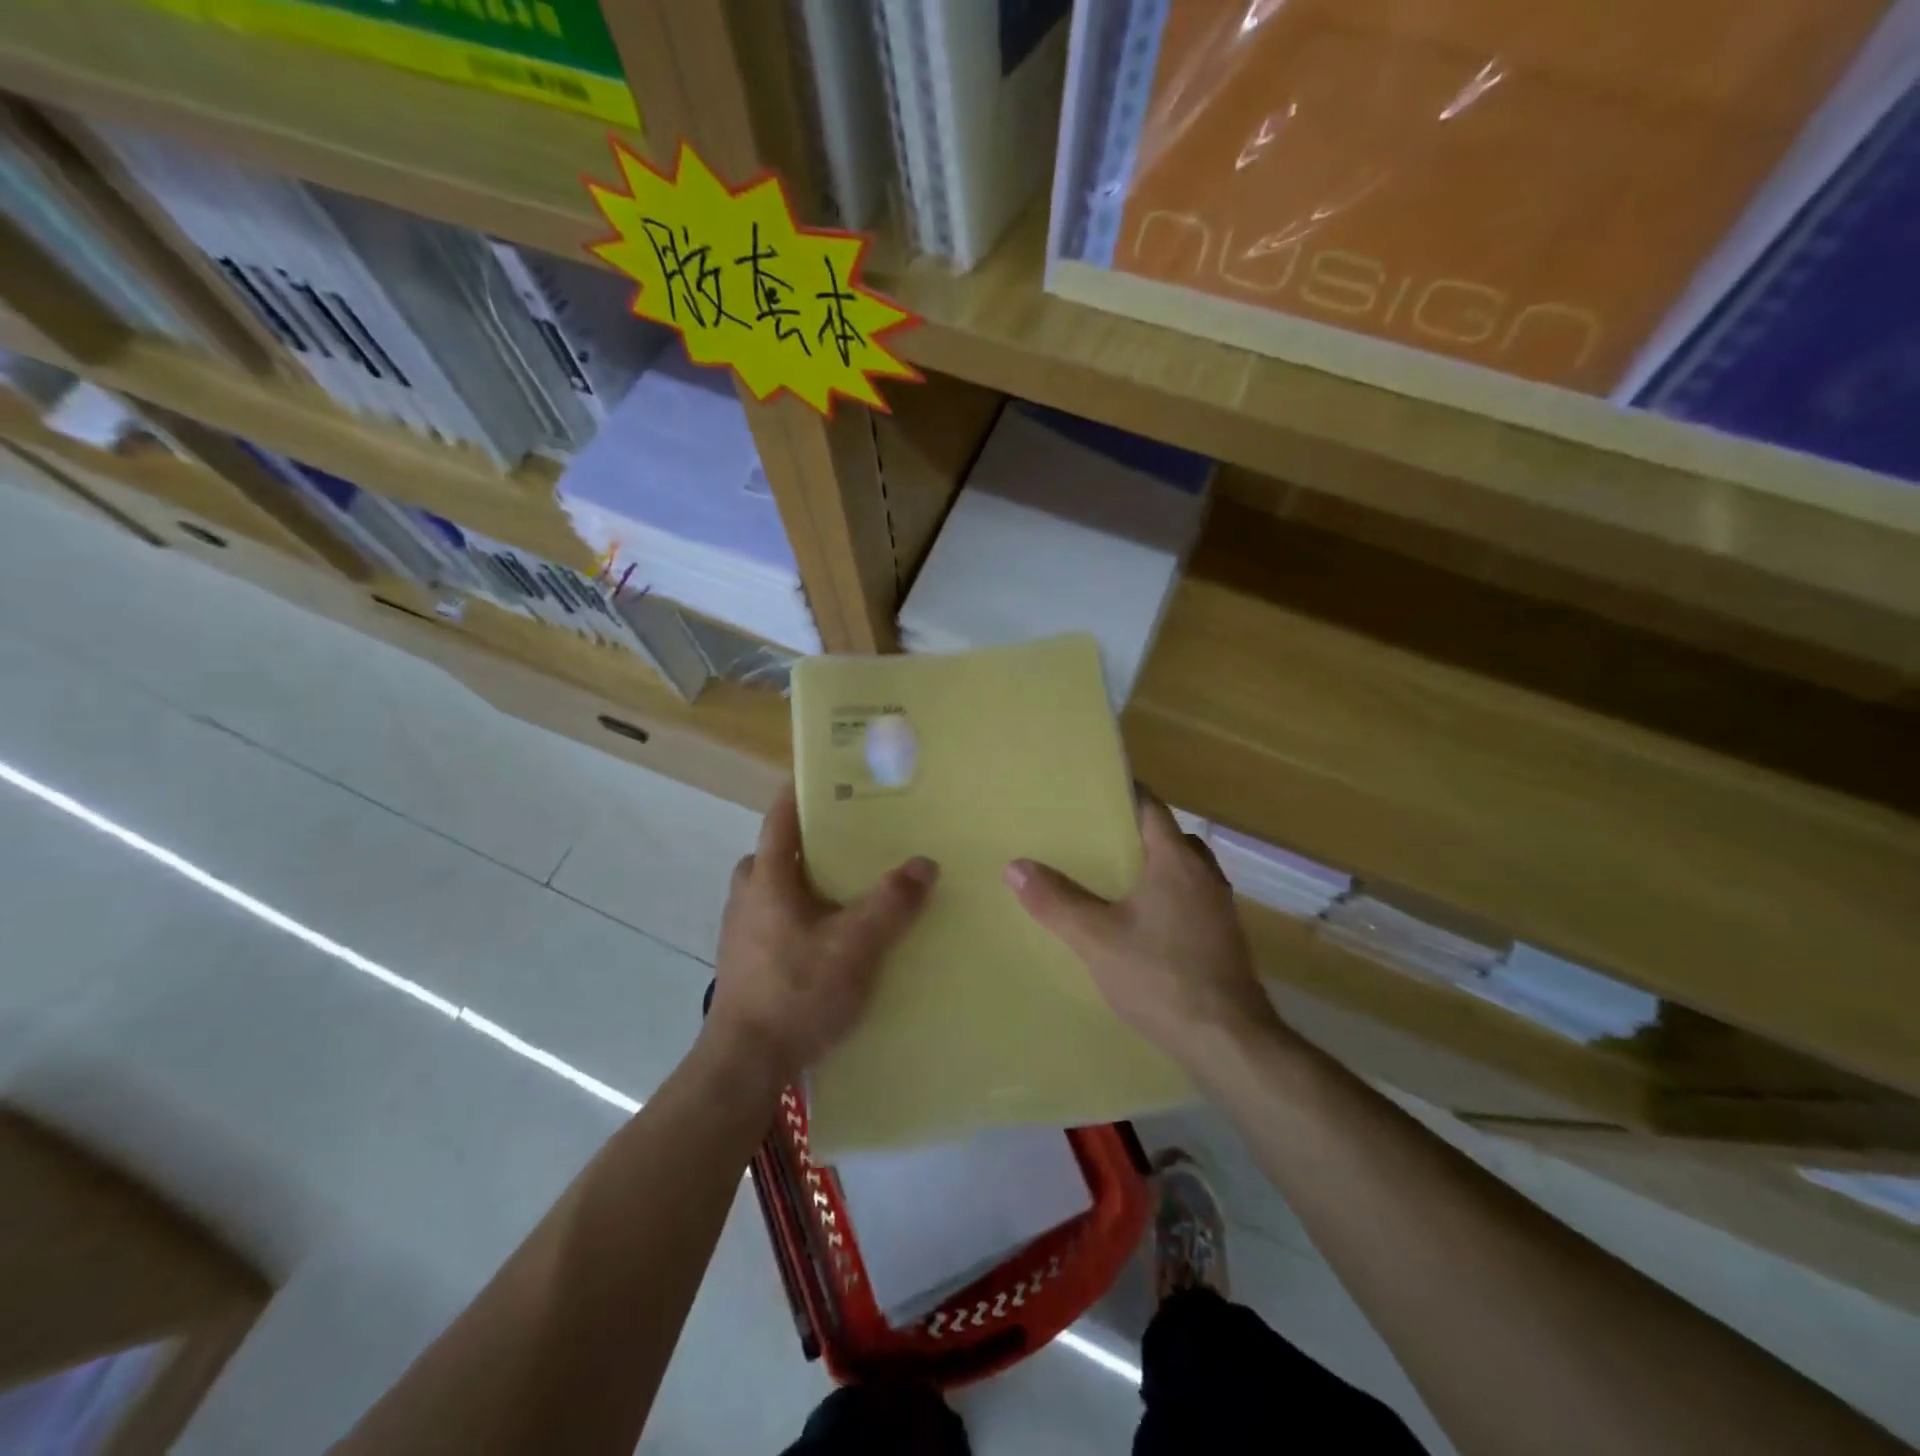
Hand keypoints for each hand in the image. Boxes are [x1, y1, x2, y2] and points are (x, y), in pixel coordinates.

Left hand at [706, 784, 937, 1088]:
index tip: (826, 777)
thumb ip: (891, 903)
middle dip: (803, 844)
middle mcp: (747, 898)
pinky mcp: (745, 964)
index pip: (779, 820)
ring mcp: (741, 933)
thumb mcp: (855, 946)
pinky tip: (828, 939)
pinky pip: (772, 921)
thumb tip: (925, 862)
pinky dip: (797, 916)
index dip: (799, 794)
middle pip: (771, 855)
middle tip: (845, 843)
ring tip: (844, 892)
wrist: (745, 1065)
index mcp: (768, 880)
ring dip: (800, 883)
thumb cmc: (797, 993)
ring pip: (771, 890)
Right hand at [1006, 793, 1282, 1066]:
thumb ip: (1056, 901)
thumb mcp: (1096, 939)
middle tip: (1094, 838)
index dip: (1124, 795)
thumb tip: (1015, 866)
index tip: (1092, 794)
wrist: (1227, 1041)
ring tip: (1112, 878)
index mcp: (1176, 861)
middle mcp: (1205, 875)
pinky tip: (1139, 923)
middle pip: (1170, 837)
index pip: (1152, 808)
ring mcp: (1220, 908)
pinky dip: (1166, 896)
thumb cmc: (1161, 977)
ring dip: (1153, 867)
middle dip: (1136, 833)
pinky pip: (1191, 899)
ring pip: (1183, 870)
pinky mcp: (1224, 938)